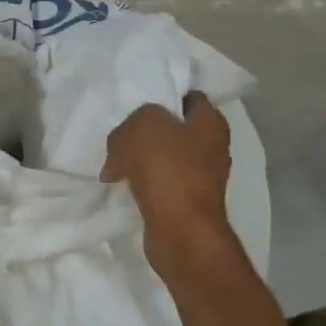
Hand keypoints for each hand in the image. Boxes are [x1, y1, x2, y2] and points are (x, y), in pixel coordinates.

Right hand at [103, 91, 237, 281]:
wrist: (180, 232)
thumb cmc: (168, 169)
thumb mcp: (144, 124)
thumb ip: (134, 119)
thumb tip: (125, 142)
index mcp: (211, 122)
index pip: (188, 95)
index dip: (163, 93)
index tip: (137, 99)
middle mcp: (212, 147)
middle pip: (171, 126)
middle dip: (144, 128)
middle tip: (120, 130)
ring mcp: (200, 176)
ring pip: (162, 154)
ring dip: (138, 156)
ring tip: (114, 159)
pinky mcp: (185, 200)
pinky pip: (158, 180)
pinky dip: (140, 180)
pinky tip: (120, 182)